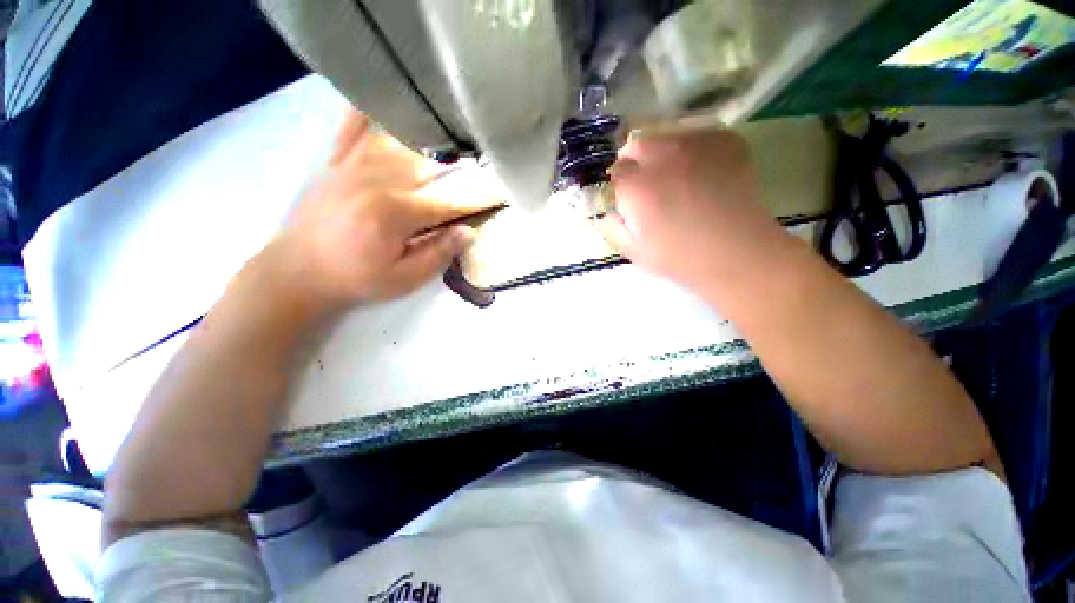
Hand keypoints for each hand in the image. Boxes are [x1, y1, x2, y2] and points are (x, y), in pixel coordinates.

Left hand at [264, 110, 499, 311]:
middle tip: (481, 162)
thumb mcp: (403, 280)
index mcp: (396, 212)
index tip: (500, 193)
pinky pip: (353, 128)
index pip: (449, 202)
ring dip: (427, 138)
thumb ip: (438, 254)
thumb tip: (469, 232)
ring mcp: (353, 166)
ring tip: (449, 134)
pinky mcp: (335, 163)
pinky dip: (369, 113)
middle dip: (460, 165)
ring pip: (398, 140)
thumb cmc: (356, 279)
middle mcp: (378, 180)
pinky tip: (384, 101)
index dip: (477, 199)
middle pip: (429, 166)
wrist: (296, 272)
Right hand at [598, 128, 781, 289]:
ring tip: (673, 176)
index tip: (625, 198)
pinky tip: (698, 168)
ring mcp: (696, 144)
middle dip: (634, 162)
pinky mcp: (725, 140)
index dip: (618, 184)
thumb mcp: (634, 252)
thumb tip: (606, 211)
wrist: (737, 253)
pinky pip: (696, 133)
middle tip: (646, 184)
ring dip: (660, 152)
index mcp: (637, 186)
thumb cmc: (680, 257)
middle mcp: (663, 156)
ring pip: (665, 134)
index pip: (615, 170)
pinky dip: (689, 147)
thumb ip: (611, 228)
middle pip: (636, 144)